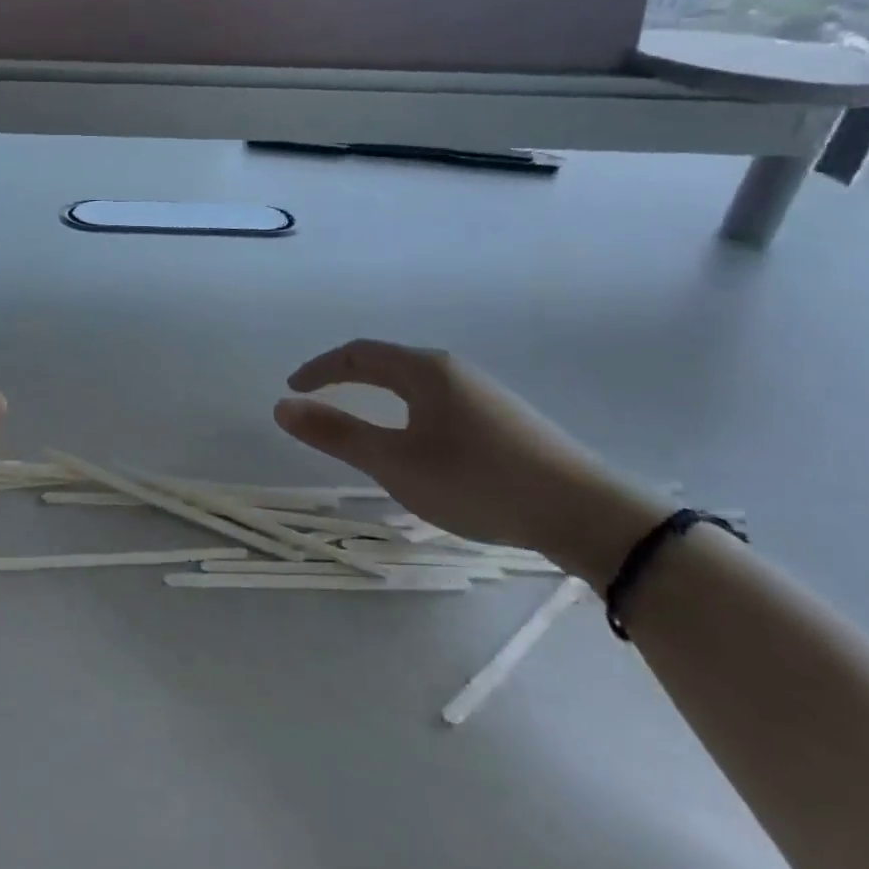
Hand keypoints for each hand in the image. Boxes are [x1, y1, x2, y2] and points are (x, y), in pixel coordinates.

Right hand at [274, 339, 666, 579]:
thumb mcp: (396, 463)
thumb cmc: (478, 482)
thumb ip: (337, 434)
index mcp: (425, 371)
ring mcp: (484, 394)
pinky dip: (407, 411)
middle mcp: (455, 371)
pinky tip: (418, 444)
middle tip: (318, 402)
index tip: (292, 389)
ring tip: (362, 423)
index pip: (358, 354)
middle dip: (347, 378)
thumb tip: (283, 407)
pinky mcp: (504, 421)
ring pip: (416, 384)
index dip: (320, 368)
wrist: (586, 514)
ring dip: (379, 395)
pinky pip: (439, 403)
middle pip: (388, 363)